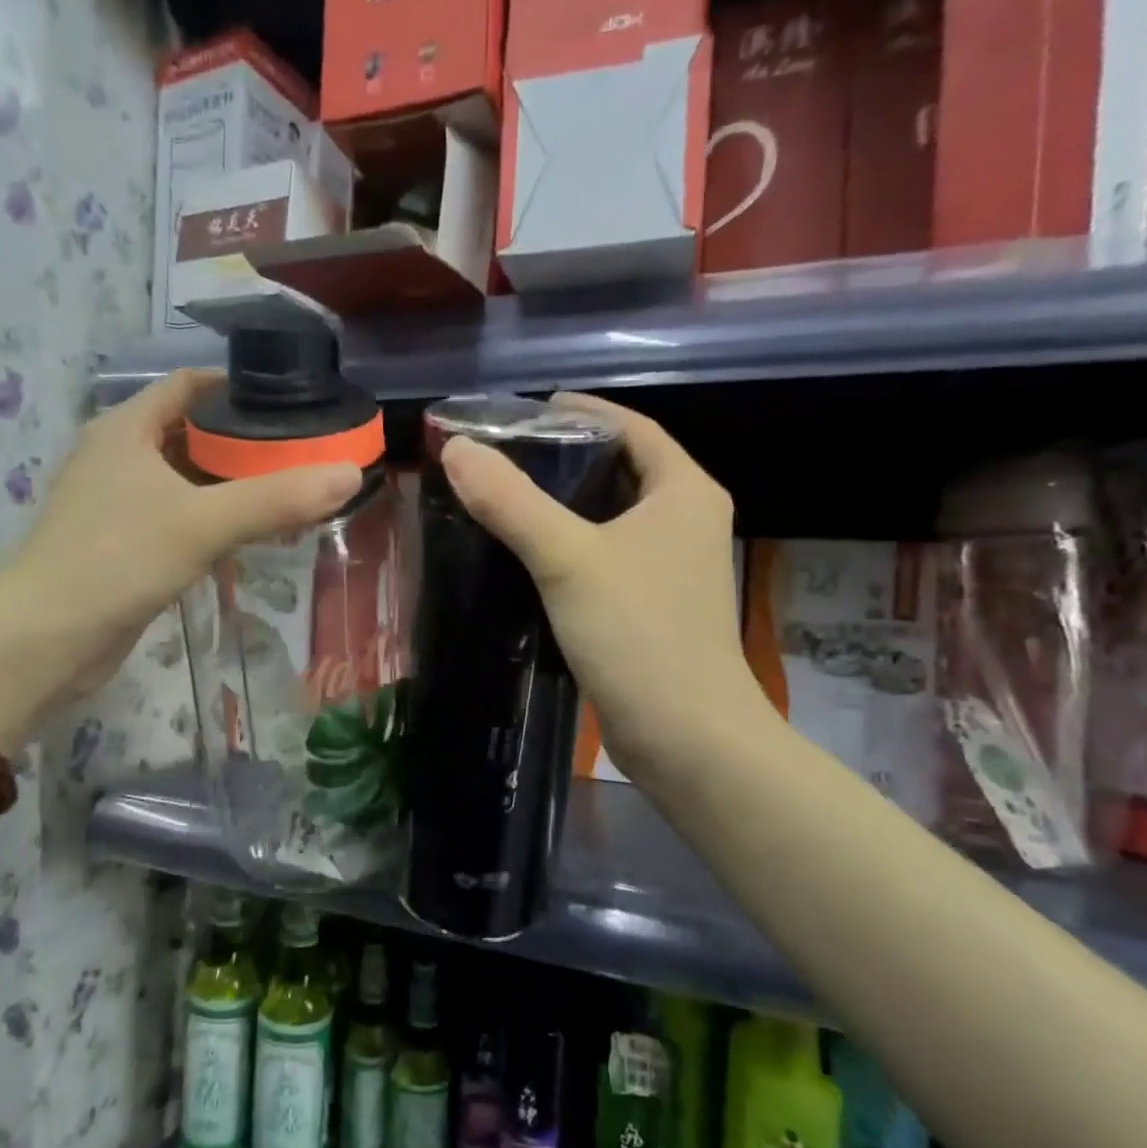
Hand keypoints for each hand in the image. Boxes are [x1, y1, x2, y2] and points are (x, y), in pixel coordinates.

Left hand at [0, 371, 359, 736]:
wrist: (43, 642)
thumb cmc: (115, 562)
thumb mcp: (202, 524)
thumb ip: (277, 499)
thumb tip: (349, 475)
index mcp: (126, 429)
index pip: (189, 385)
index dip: (239, 386)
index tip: (292, 401)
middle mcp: (119, 455)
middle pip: (193, 431)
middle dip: (247, 440)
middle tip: (305, 451)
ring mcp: (118, 502)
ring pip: (188, 478)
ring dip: (233, 482)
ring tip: (292, 489)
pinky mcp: (124, 543)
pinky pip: (181, 515)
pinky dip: (216, 517)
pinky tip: (252, 533)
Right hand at [439, 392, 779, 797]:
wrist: (686, 737)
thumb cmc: (638, 633)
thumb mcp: (568, 558)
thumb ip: (511, 501)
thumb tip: (458, 449)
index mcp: (685, 491)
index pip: (633, 427)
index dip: (583, 411)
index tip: (529, 410)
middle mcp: (688, 521)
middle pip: (622, 469)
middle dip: (566, 458)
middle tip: (505, 456)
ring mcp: (674, 568)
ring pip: (612, 517)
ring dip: (565, 506)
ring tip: (506, 499)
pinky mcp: (655, 607)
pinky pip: (608, 558)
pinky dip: (571, 548)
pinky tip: (527, 557)